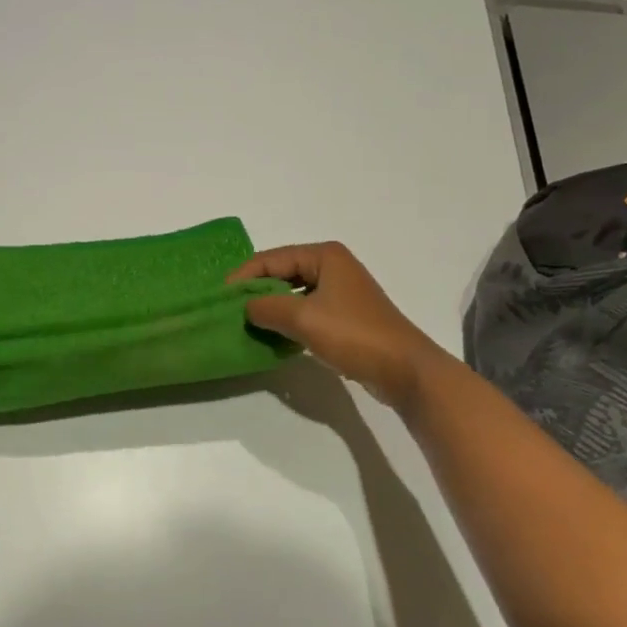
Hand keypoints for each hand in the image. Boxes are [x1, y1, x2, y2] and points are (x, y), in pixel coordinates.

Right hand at [230, 243, 440, 408]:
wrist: (405, 370)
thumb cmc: (354, 334)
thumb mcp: (303, 318)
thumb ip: (268, 307)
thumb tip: (246, 307)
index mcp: (324, 256)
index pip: (272, 258)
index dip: (245, 275)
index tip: (221, 296)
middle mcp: (332, 267)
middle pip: (282, 273)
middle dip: (257, 291)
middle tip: (231, 311)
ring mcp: (340, 292)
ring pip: (293, 294)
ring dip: (272, 308)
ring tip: (247, 324)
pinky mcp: (344, 317)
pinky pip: (306, 312)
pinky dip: (288, 322)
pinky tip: (274, 337)